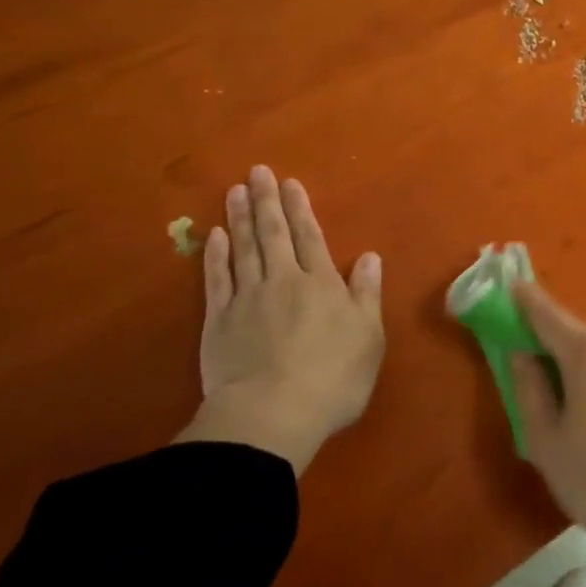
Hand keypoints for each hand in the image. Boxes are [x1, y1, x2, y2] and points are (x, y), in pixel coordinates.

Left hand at [174, 166, 383, 473]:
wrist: (272, 414)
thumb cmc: (332, 378)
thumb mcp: (368, 337)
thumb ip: (366, 294)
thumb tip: (371, 256)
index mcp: (322, 284)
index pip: (311, 237)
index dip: (301, 208)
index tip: (290, 182)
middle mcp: (284, 281)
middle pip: (274, 234)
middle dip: (267, 201)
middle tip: (258, 171)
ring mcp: (247, 299)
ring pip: (244, 249)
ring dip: (240, 218)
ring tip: (236, 190)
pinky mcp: (219, 321)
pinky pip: (217, 279)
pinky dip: (216, 255)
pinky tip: (215, 236)